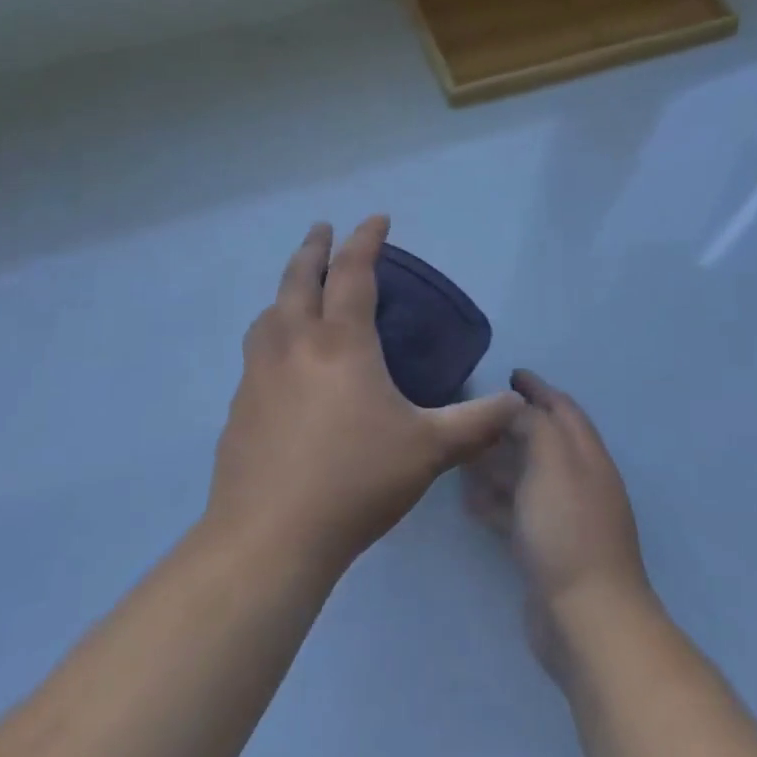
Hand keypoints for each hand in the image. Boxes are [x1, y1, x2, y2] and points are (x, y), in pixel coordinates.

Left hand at [209, 217, 522, 573]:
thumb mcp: (429, 449)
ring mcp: (260, 373)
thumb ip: (476, 422)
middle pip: (299, 278)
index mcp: (341, 342)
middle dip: (314, 247)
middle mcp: (294, 344)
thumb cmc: (356, 481)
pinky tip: (282, 359)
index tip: (378, 219)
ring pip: (270, 312)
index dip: (366, 240)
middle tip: (323, 229)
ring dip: (286, 289)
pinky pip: (257, 349)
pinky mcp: (240, 404)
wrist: (271, 537)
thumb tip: (516, 403)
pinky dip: (272, 331)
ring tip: (299, 291)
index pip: (353, 272)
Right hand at [465, 369, 654, 676]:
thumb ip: (536, 426)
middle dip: (514, 425)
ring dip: (500, 463)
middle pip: (545, 443)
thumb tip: (520, 409)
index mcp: (588, 457)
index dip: (539, 390)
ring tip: (463, 454)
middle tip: (477, 415)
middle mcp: (580, 483)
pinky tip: (469, 500)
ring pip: (528, 479)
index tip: (511, 374)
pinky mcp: (547, 551)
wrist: (587, 618)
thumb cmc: (568, 529)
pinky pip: (518, 514)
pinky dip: (497, 501)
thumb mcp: (552, 462)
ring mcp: (565, 519)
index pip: (563, 410)